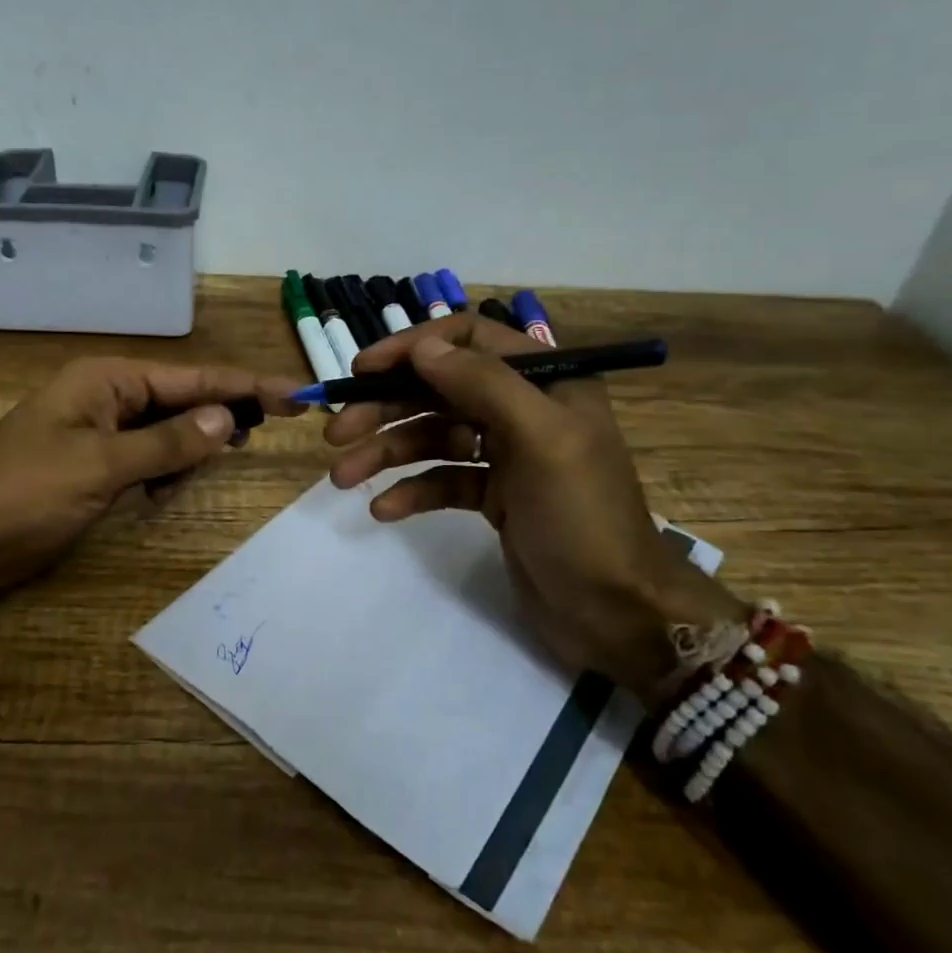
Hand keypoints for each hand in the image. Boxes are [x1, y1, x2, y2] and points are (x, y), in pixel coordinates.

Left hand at [0, 357, 302, 601]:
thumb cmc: (20, 492)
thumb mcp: (99, 467)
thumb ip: (165, 444)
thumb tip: (225, 420)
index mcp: (107, 381)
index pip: (192, 378)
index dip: (246, 385)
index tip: (296, 393)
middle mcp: (107, 399)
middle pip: (183, 399)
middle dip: (225, 412)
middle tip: (279, 423)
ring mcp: (99, 434)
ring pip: (167, 432)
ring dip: (194, 446)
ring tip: (227, 457)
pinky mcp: (93, 468)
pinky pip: (146, 460)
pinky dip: (166, 472)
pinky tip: (171, 490)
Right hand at [323, 314, 738, 698]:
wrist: (616, 613)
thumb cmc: (583, 517)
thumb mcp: (541, 439)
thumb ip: (483, 384)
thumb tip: (423, 347)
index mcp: (546, 380)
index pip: (469, 339)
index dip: (413, 347)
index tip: (363, 370)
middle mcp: (523, 408)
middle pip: (439, 390)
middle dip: (386, 408)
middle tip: (336, 431)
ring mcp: (507, 454)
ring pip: (432, 437)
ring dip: (386, 453)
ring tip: (343, 477)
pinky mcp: (493, 496)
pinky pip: (441, 480)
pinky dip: (411, 490)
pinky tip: (384, 509)